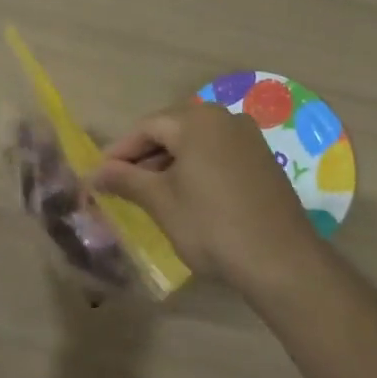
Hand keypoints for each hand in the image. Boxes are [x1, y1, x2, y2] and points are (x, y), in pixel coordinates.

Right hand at [95, 99, 319, 292]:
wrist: (281, 260)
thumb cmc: (211, 225)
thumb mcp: (161, 202)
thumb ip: (126, 180)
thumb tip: (95, 173)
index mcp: (197, 120)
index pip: (147, 126)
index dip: (120, 150)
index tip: (100, 175)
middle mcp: (224, 118)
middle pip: (172, 129)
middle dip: (145, 155)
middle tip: (122, 184)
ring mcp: (248, 138)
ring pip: (196, 142)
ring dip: (170, 162)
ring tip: (150, 193)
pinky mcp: (263, 159)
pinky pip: (218, 153)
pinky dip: (196, 168)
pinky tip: (187, 195)